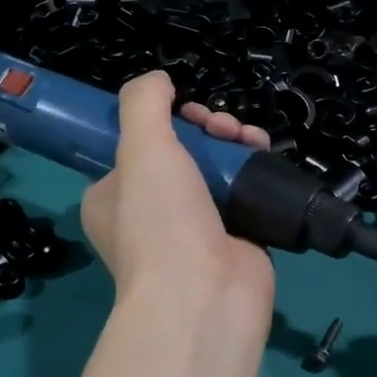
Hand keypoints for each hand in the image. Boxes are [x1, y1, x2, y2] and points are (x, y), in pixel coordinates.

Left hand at [79, 72, 275, 346]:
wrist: (205, 296)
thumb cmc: (161, 221)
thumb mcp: (140, 148)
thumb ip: (144, 103)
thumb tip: (159, 80)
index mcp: (113, 196)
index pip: (135, 144)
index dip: (163, 119)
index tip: (183, 111)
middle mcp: (150, 212)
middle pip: (182, 150)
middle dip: (206, 127)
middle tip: (220, 126)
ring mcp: (194, 227)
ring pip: (215, 166)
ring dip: (233, 141)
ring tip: (248, 138)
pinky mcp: (235, 236)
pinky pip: (243, 190)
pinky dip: (254, 168)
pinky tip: (263, 152)